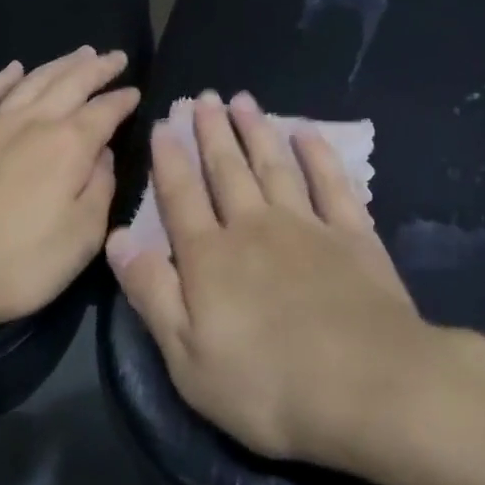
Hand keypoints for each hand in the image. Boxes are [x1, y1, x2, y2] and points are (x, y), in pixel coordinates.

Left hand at [0, 47, 139, 336]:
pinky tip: (13, 69)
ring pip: (33, 81)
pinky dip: (2, 78)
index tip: (137, 92)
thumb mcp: (82, 237)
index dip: (124, 100)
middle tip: (115, 56)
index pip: (105, 111)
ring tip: (79, 53)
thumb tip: (104, 155)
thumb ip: (101, 189)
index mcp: (69, 145)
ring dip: (59, 64)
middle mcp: (34, 123)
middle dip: (98, 67)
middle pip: (72, 83)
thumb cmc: (17, 262)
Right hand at [107, 90, 484, 468]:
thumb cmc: (268, 386)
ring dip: (256, 130)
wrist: (369, 387)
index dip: (169, 159)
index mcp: (210, 257)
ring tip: (242, 100)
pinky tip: (306, 132)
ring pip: (273, 165)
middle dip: (211, 131)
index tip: (164, 124)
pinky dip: (317, 154)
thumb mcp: (188, 358)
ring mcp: (306, 225)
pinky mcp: (352, 234)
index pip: (180, 197)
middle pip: (226, 170)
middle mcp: (254, 226)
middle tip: (203, 96)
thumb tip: (116, 239)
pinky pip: (330, 182)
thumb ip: (152, 292)